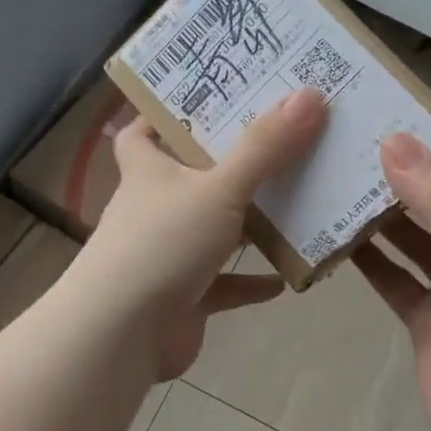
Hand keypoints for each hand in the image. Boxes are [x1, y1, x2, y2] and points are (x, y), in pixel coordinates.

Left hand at [71, 86, 327, 380]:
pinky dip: (250, 282)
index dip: (165, 112)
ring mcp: (167, 255)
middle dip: (227, 162)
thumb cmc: (162, 245)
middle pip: (189, 176)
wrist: (121, 335)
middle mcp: (154, 208)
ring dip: (246, 223)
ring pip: (211, 230)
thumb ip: (263, 148)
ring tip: (294, 202)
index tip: (206, 98)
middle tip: (277, 139)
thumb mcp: (218, 188)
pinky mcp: (183, 297)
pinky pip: (223, 285)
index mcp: (148, 171)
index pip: (142, 131)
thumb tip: (309, 94)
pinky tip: (285, 279)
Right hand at [353, 134, 430, 430]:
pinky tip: (336, 240)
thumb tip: (394, 140)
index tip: (383, 119)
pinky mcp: (425, 318)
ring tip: (335, 185)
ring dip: (380, 219)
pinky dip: (370, 261)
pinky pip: (394, 279)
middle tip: (346, 149)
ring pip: (411, 240)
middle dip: (398, 179)